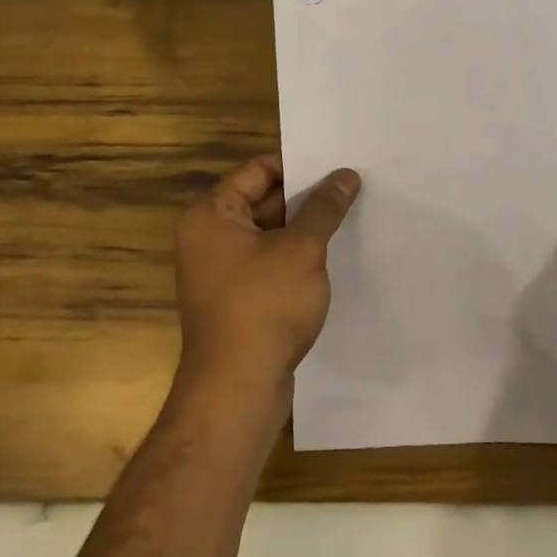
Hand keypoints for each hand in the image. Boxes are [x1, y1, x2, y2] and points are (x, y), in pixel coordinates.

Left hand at [173, 155, 361, 396]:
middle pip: (260, 201)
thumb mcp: (302, 249)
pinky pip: (265, 265)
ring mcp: (218, 272)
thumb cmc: (264, 306)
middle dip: (304, 199)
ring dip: (301, 230)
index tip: (336, 169)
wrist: (237, 389)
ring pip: (266, 235)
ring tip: (346, 220)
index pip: (257, 170)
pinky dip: (292, 259)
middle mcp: (207, 237)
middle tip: (349, 190)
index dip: (297, 166)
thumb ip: (324, 208)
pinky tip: (328, 260)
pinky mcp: (234, 301)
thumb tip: (346, 175)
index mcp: (211, 214)